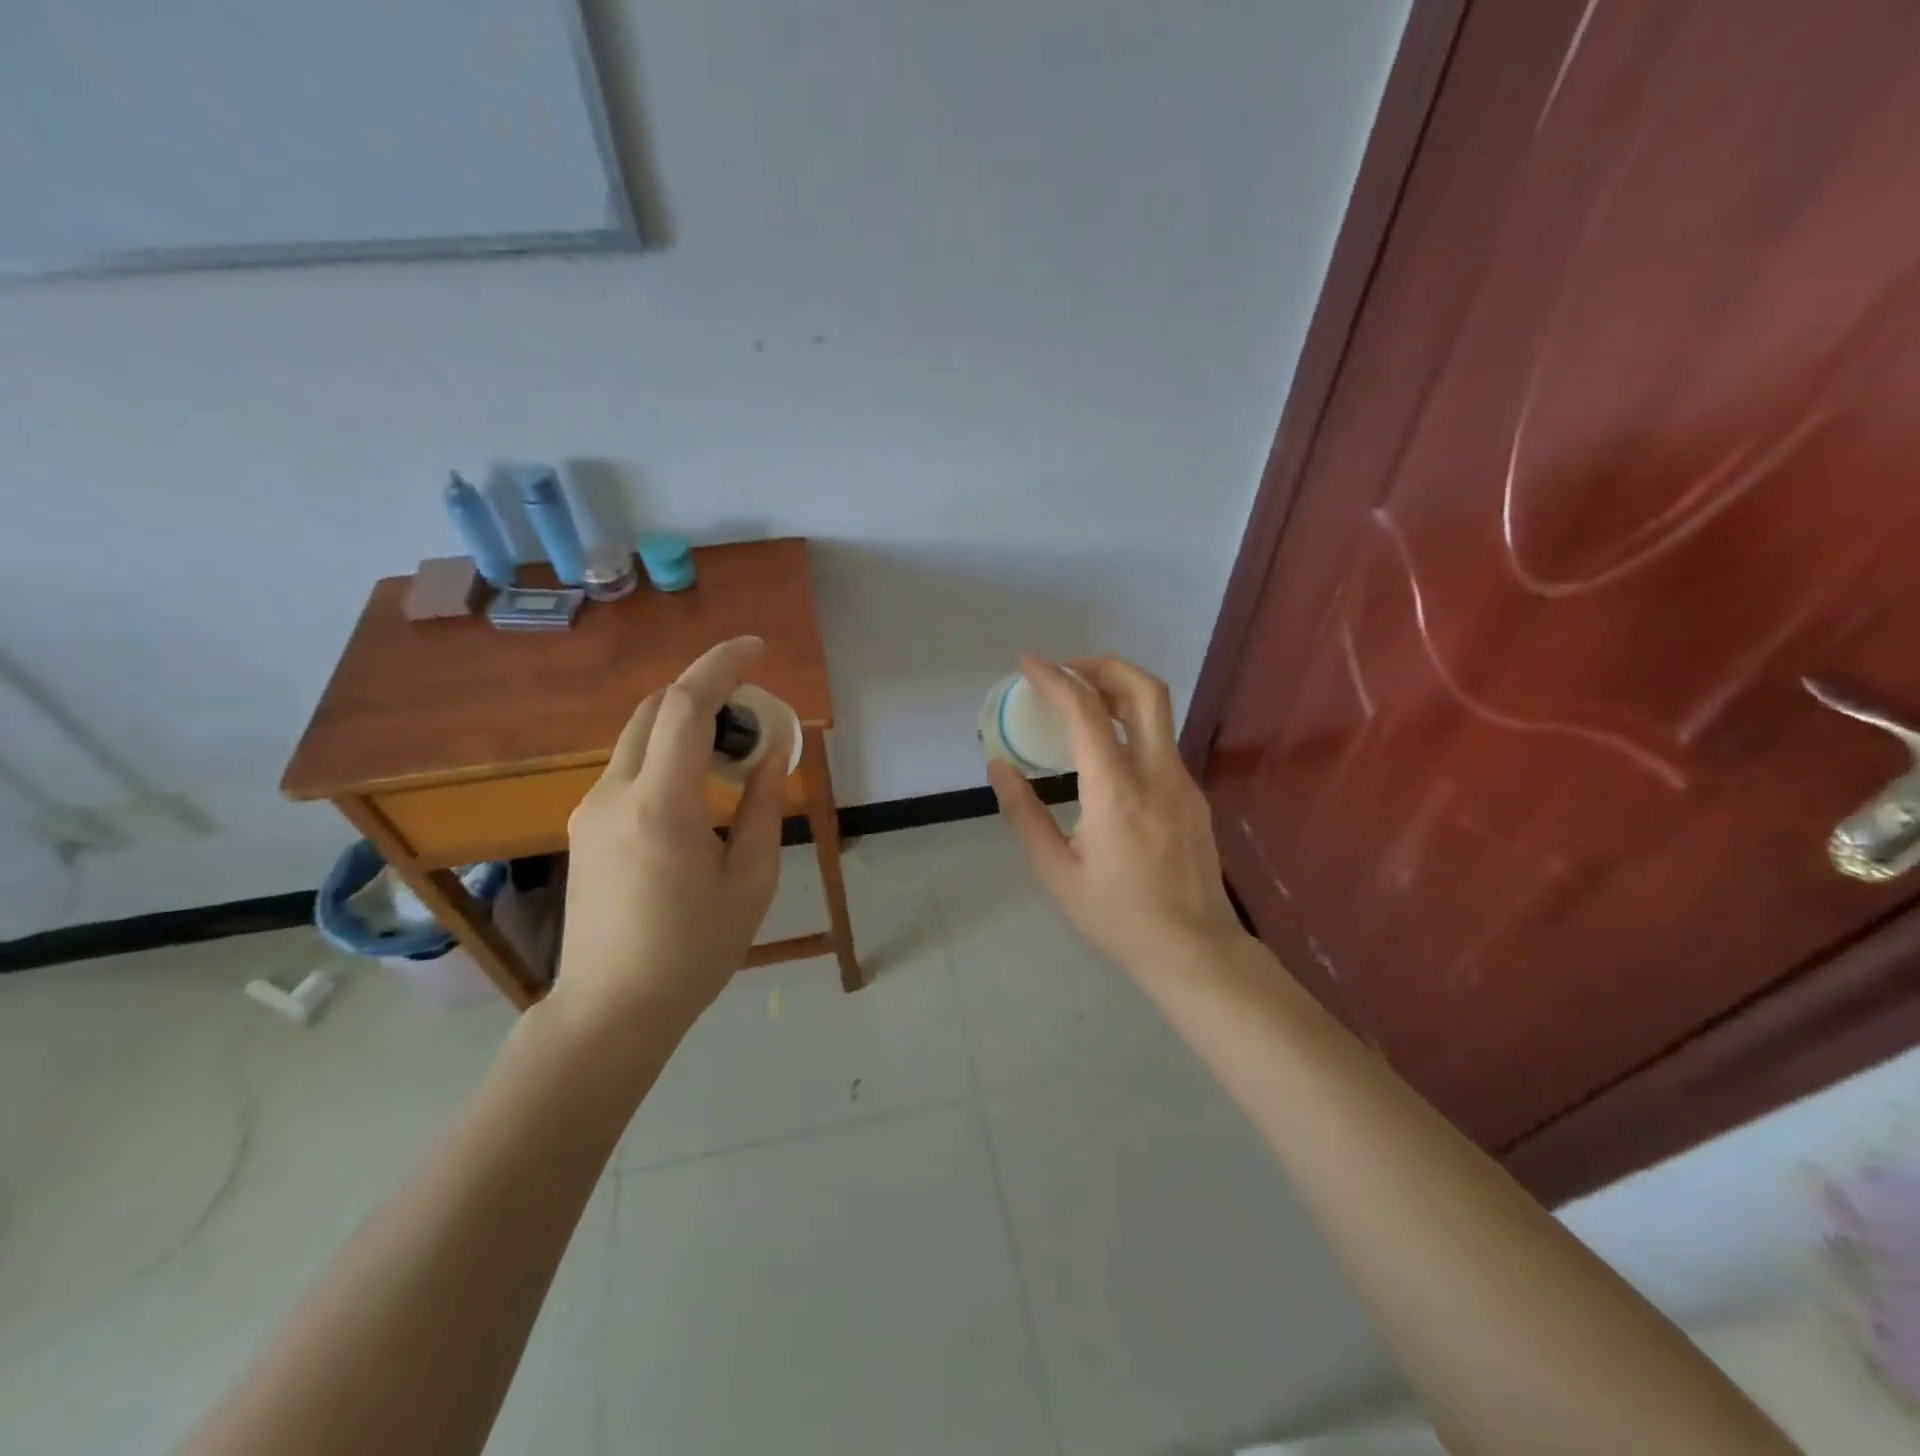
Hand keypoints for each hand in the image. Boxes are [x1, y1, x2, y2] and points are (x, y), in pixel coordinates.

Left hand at [554, 637, 792, 1031]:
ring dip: (686, 725)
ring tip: (732, 754)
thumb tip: (773, 754)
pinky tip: (697, 788)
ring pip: (639, 737)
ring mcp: (590, 809)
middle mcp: (613, 794)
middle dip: (705, 691)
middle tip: (753, 712)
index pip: (685, 706)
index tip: (758, 649)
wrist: (611, 1009)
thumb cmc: (694, 950)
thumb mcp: (750, 880)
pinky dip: (668, 753)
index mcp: (661, 806)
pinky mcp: (584, 826)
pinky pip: (630, 767)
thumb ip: (763, 806)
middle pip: (655, 710)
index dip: (721, 665)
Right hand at [987, 654, 1245, 981]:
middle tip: (1064, 671)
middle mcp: (1157, 774)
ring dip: (1117, 690)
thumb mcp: (1056, 873)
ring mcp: (1183, 782)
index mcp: (1117, 792)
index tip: (1026, 663)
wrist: (1194, 950)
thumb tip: (998, 766)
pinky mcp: (1193, 795)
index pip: (1086, 712)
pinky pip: (1160, 741)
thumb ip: (1023, 814)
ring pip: (1157, 711)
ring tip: (1077, 702)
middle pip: (1143, 688)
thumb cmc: (1117, 917)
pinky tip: (1104, 751)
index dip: (1054, 678)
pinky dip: (1129, 724)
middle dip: (1101, 664)